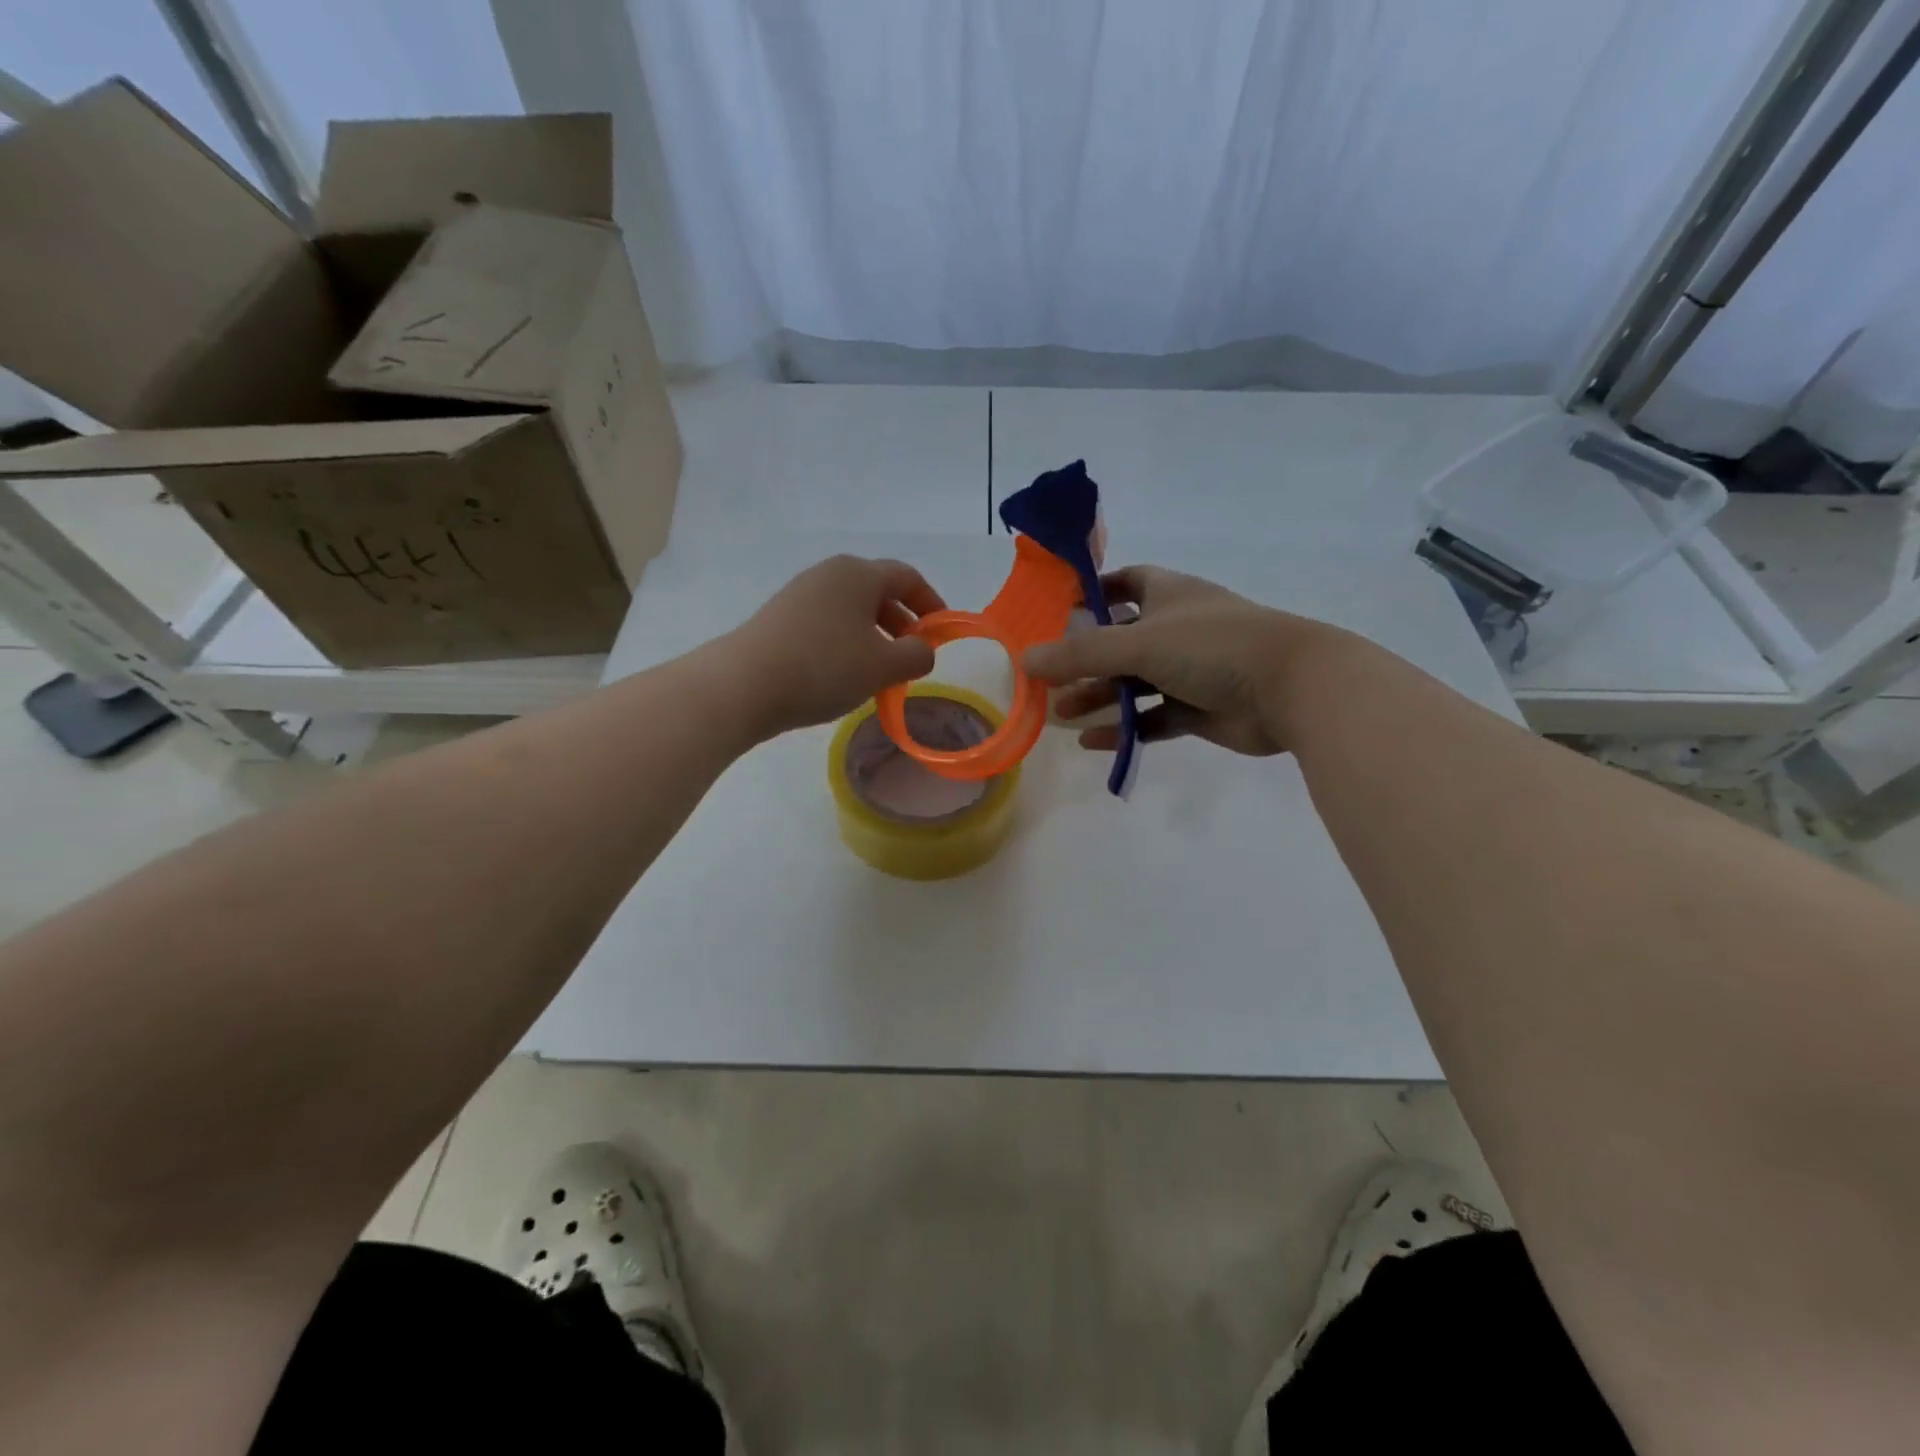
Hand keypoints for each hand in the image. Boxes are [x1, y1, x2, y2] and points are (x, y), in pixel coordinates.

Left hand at [724, 555, 943, 737]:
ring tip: (879, 673)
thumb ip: (917, 655)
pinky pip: (827, 624)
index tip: (941, 633)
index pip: (907, 577)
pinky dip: (846, 644)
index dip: (931, 603)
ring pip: (851, 611)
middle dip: (902, 624)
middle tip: (911, 658)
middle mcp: (829, 575)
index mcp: (858, 574)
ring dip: (874, 637)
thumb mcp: (883, 666)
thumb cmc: (824, 667)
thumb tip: (923, 650)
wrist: (743, 685)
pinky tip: (843, 676)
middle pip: (878, 592)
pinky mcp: (780, 619)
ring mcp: (800, 595)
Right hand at [1024, 565, 1331, 756]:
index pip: (1125, 581)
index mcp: (1169, 595)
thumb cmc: (1213, 647)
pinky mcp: (1200, 709)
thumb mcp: (1140, 643)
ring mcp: (1190, 671)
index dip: (1094, 590)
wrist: (1292, 689)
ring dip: (1100, 697)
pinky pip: (1153, 718)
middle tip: (1047, 678)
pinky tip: (1094, 743)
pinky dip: (1125, 729)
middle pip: (1121, 640)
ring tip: (1061, 714)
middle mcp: (1177, 629)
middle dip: (1085, 659)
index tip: (1058, 608)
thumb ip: (1081, 653)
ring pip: (1134, 683)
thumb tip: (1025, 659)